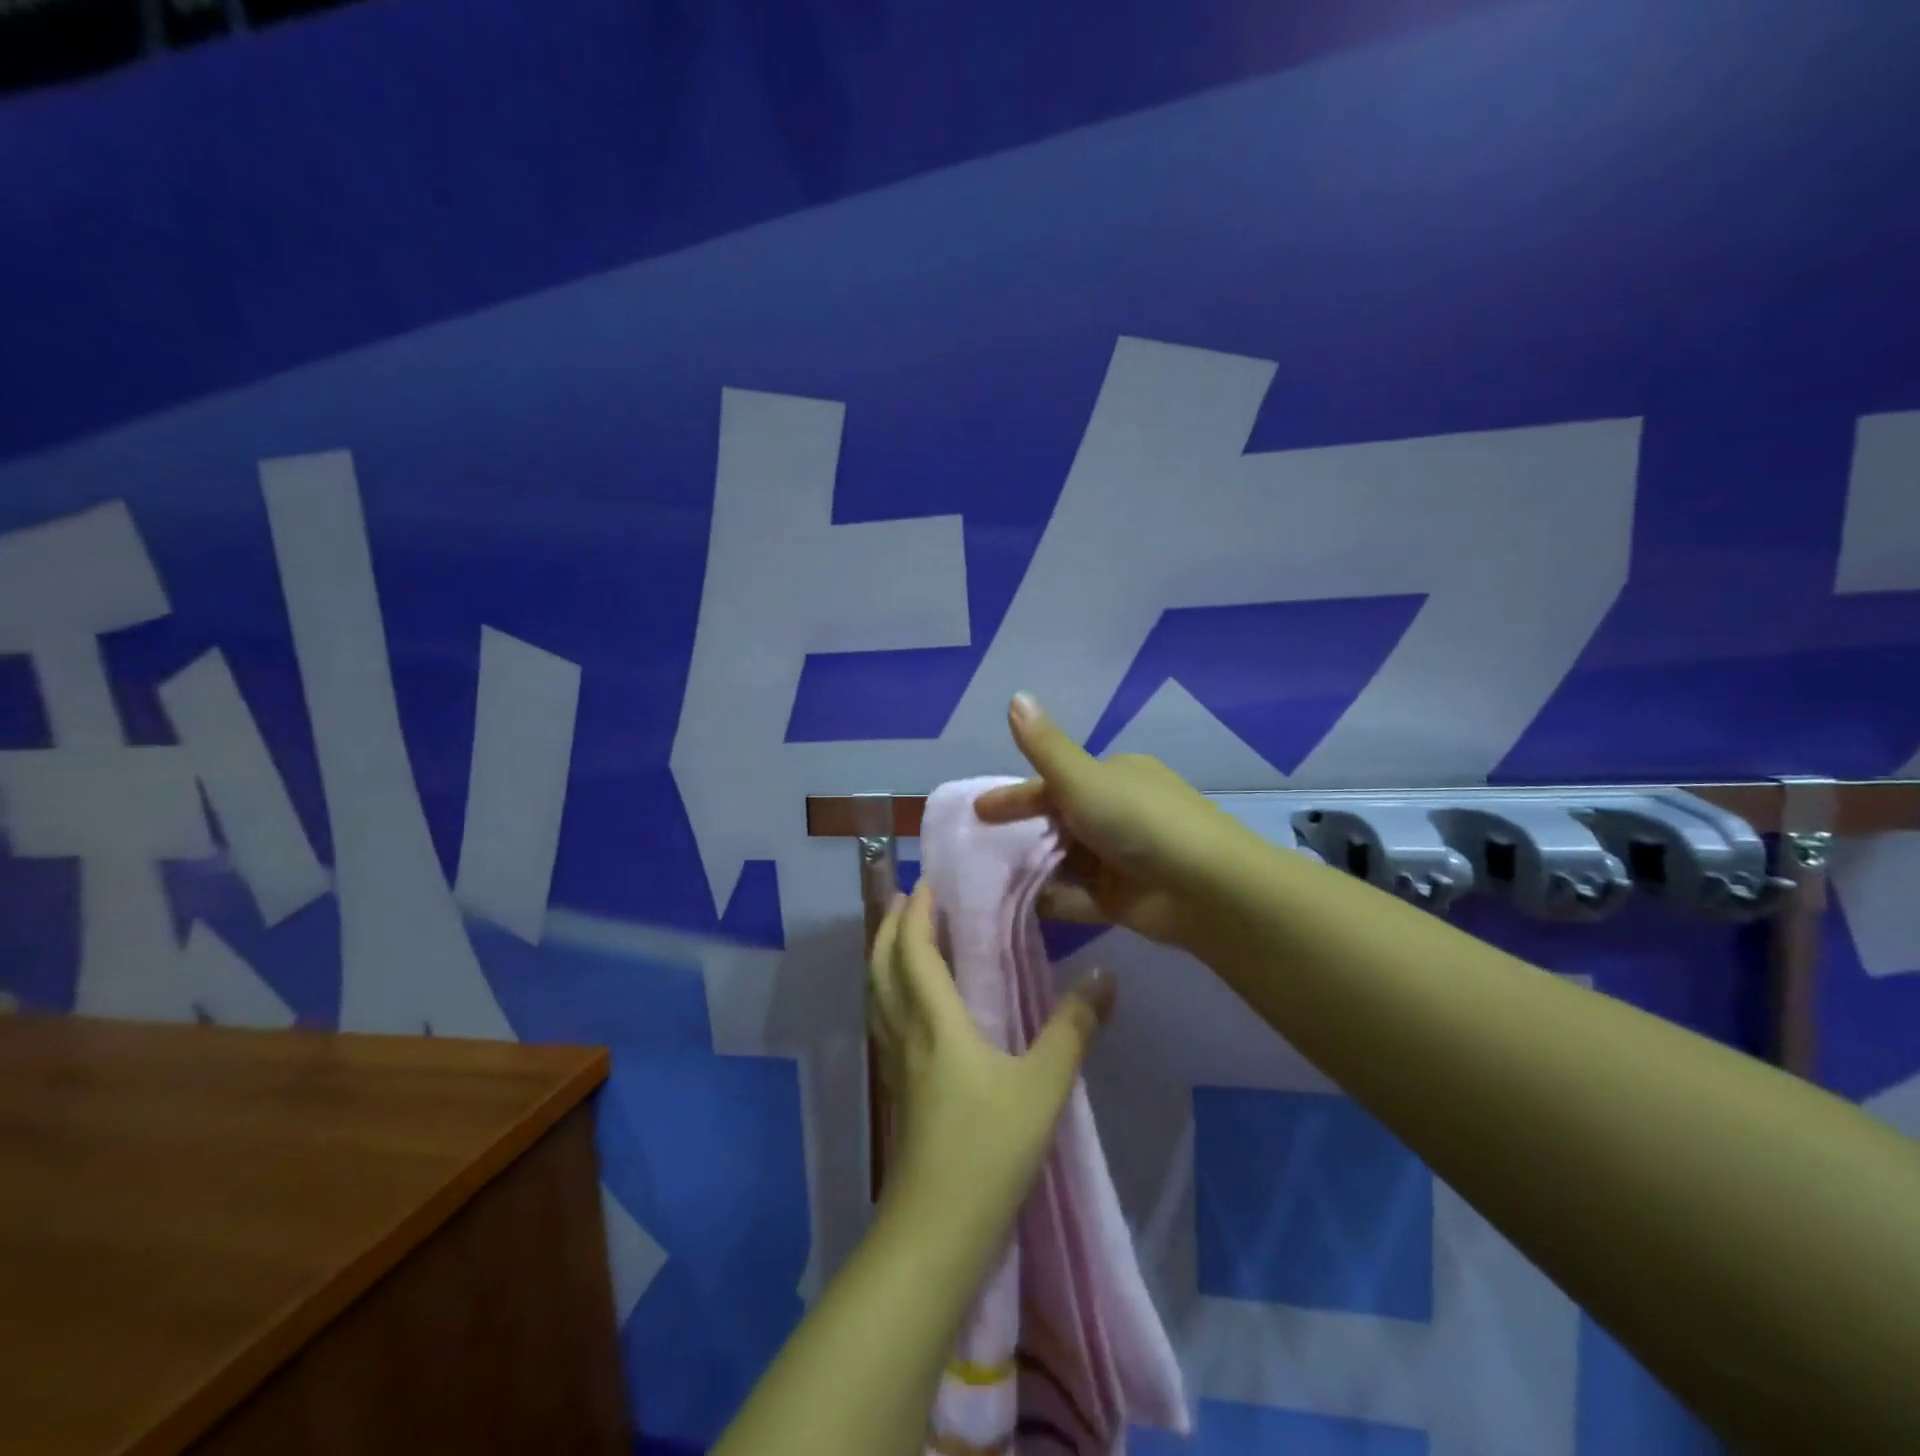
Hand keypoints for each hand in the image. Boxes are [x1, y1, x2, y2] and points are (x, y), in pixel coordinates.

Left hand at [867, 880, 1114, 1236]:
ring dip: (883, 955)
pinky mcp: (894, 1088)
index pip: (914, 950)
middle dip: (890, 925)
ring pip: (877, 992)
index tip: (926, 882)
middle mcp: (905, 1031)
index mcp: (935, 1020)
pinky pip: (883, 1019)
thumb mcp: (1043, 1087)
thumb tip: (1104, 974)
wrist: (937, 1228)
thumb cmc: (988, 1149)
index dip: (916, 912)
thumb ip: (1074, 1028)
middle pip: (882, 964)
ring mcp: (894, 1062)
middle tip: (906, 898)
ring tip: (902, 937)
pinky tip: (908, 1003)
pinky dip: (888, 991)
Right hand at [975, 692, 1244, 947]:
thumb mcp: (1083, 779)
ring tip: (987, 880)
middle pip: (1057, 822)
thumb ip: (1044, 747)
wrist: (1204, 887)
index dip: (1015, 796)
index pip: (1054, 782)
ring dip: (1032, 867)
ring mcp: (1119, 858)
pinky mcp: (1121, 899)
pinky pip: (1077, 896)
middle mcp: (1116, 813)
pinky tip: (1018, 906)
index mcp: (1113, 776)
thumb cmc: (1138, 821)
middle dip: (1021, 834)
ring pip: (1064, 860)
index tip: (979, 811)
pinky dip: (1052, 899)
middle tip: (977, 849)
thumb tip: (1016, 696)